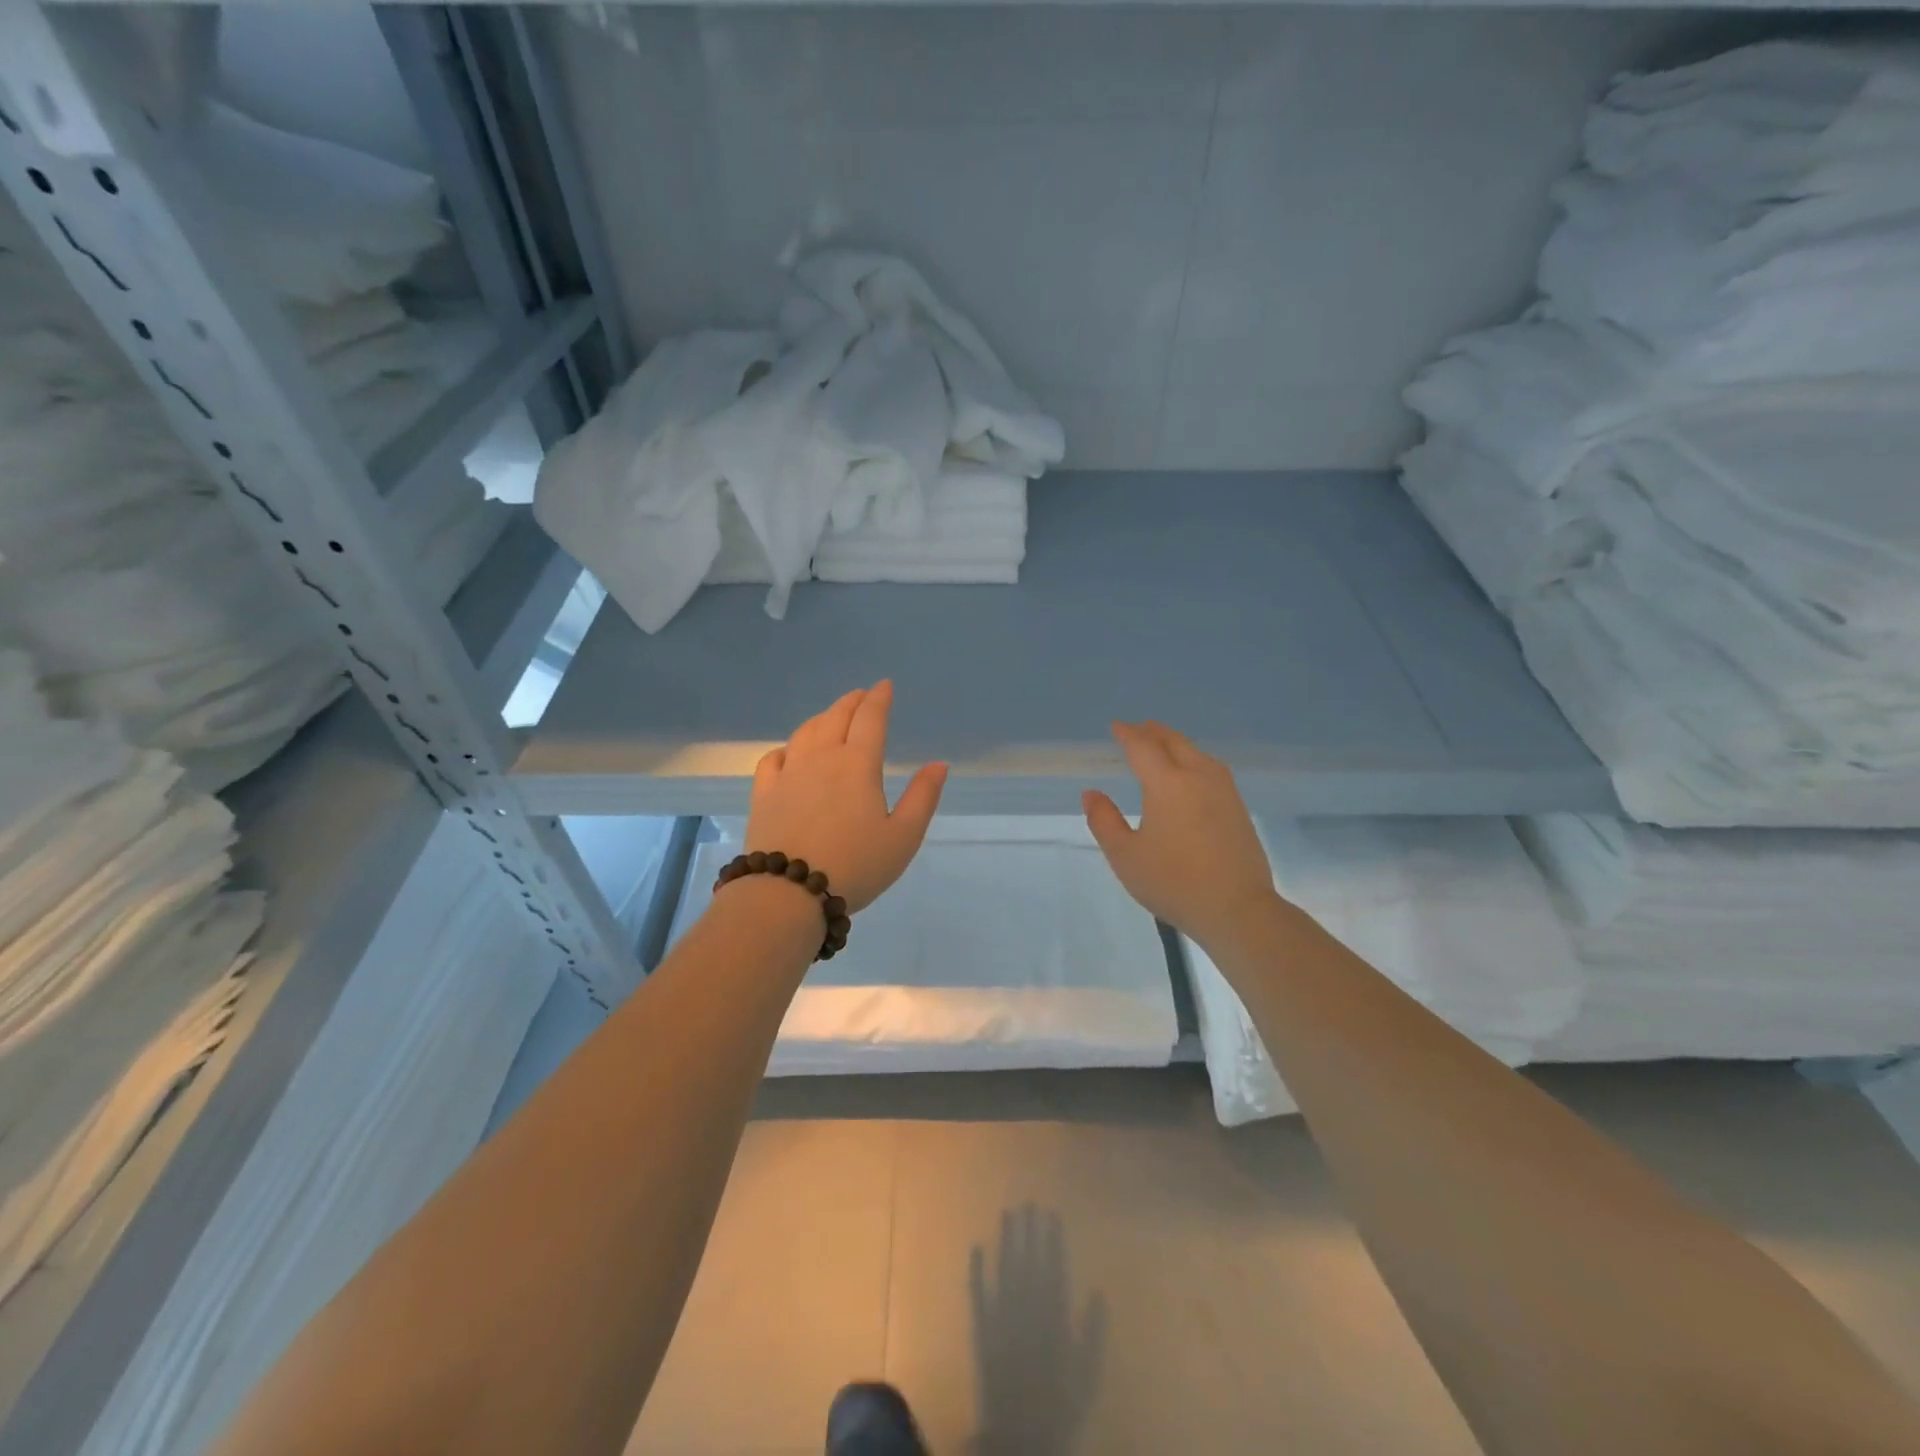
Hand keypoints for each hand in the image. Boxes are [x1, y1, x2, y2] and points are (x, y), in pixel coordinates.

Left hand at [746, 680, 946, 912]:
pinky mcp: (763, 793)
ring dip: (822, 718)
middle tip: (861, 695)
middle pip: (836, 717)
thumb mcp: (903, 837)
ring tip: (831, 716)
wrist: (788, 893)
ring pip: (805, 732)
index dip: (879, 699)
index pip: (870, 718)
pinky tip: (789, 752)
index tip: (885, 686)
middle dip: (852, 702)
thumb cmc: (855, 865)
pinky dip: (786, 747)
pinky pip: (773, 758)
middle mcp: (821, 758)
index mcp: (858, 764)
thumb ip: (923, 797)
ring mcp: (788, 774)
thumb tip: (938, 764)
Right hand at [1081, 721, 1277, 946]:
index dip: (1128, 734)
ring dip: (1177, 743)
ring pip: (1197, 753)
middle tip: (1139, 728)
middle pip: (1175, 742)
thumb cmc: (1174, 882)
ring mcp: (1224, 790)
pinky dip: (1194, 759)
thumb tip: (1091, 794)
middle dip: (1154, 732)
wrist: (1237, 908)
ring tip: (1164, 745)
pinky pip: (1212, 768)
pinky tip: (1192, 774)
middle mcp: (1198, 776)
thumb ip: (1104, 821)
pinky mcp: (1239, 807)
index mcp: (1167, 783)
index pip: (1143, 747)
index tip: (1116, 727)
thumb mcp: (1125, 856)